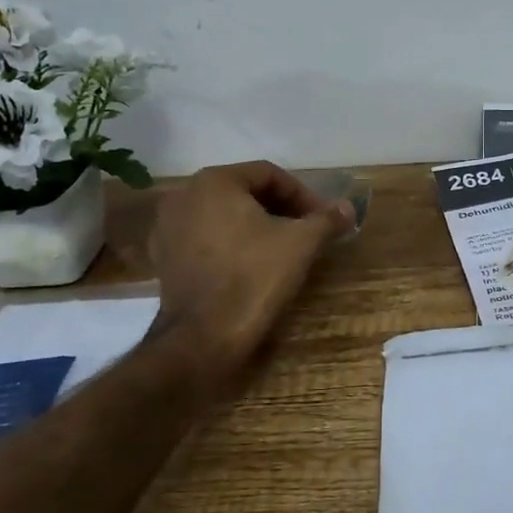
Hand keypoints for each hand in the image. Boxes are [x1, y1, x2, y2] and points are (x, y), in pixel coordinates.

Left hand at [149, 161, 354, 377]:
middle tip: (306, 232)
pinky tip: (249, 266)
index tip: (323, 219)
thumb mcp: (301, 243)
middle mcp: (184, 195)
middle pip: (244, 192)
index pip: (269, 174)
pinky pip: (205, 240)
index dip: (303, 195)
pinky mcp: (163, 259)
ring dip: (255, 226)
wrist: (205, 337)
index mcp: (214, 181)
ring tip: (281, 249)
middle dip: (279, 209)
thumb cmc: (255, 277)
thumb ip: (327, 219)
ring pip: (223, 216)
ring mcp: (167, 228)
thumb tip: (349, 208)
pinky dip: (230, 245)